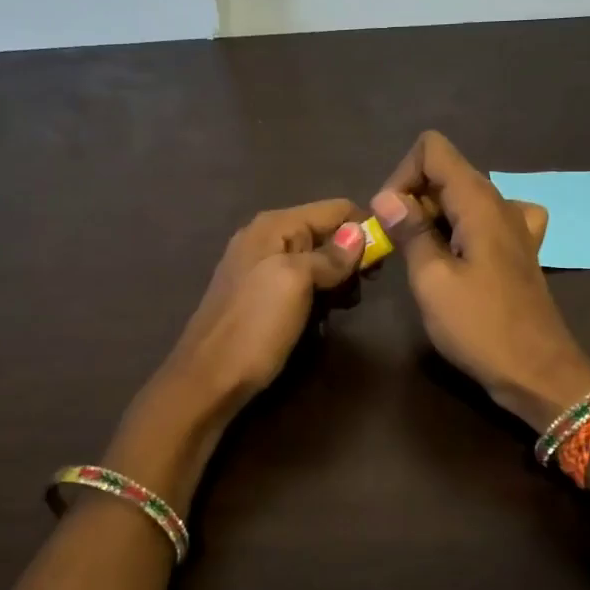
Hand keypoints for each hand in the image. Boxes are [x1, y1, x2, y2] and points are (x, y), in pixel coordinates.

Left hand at [157, 199, 367, 417]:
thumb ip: (328, 256)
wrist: (209, 379)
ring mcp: (262, 268)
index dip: (363, 230)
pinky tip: (322, 317)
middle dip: (350, 259)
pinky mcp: (262, 296)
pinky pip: (302, 284)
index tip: (381, 264)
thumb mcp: (295, 283)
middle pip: (327, 234)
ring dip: (337, 282)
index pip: (335, 209)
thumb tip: (359, 234)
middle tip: (358, 292)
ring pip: (318, 261)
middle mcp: (267, 238)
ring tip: (341, 308)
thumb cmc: (255, 326)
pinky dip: (319, 296)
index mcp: (274, 226)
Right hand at [373, 131, 589, 427]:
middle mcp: (500, 203)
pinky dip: (463, 231)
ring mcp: (515, 227)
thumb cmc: (480, 327)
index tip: (391, 219)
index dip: (403, 175)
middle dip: (413, 199)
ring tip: (422, 258)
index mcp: (478, 201)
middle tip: (398, 247)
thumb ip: (409, 232)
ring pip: (462, 199)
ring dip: (434, 219)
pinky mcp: (519, 251)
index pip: (433, 149)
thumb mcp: (432, 280)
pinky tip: (460, 257)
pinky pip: (484, 222)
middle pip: (446, 173)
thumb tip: (386, 196)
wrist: (537, 372)